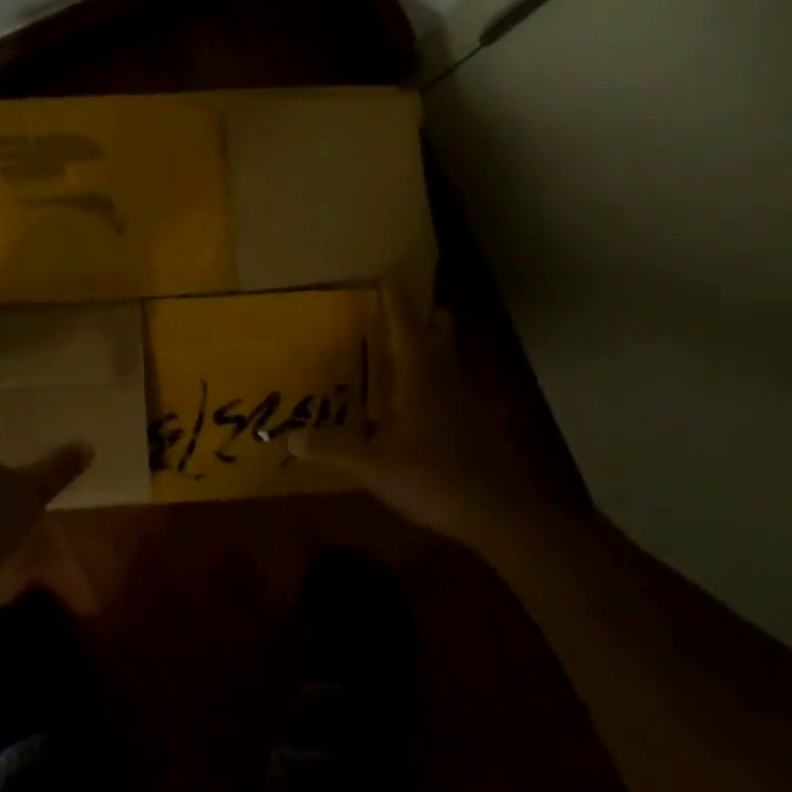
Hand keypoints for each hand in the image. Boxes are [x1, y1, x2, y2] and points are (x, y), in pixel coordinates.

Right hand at [289, 282, 509, 538]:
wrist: (500, 514)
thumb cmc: (433, 477)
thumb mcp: (373, 466)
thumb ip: (333, 450)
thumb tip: (291, 436)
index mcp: (419, 381)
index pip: (405, 330)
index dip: (396, 303)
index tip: (389, 277)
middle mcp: (446, 385)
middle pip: (440, 340)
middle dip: (430, 321)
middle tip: (418, 308)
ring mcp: (468, 409)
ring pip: (451, 368)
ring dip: (436, 353)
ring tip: (417, 353)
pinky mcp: (480, 433)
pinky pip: (456, 398)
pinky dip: (441, 390)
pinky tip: (430, 410)